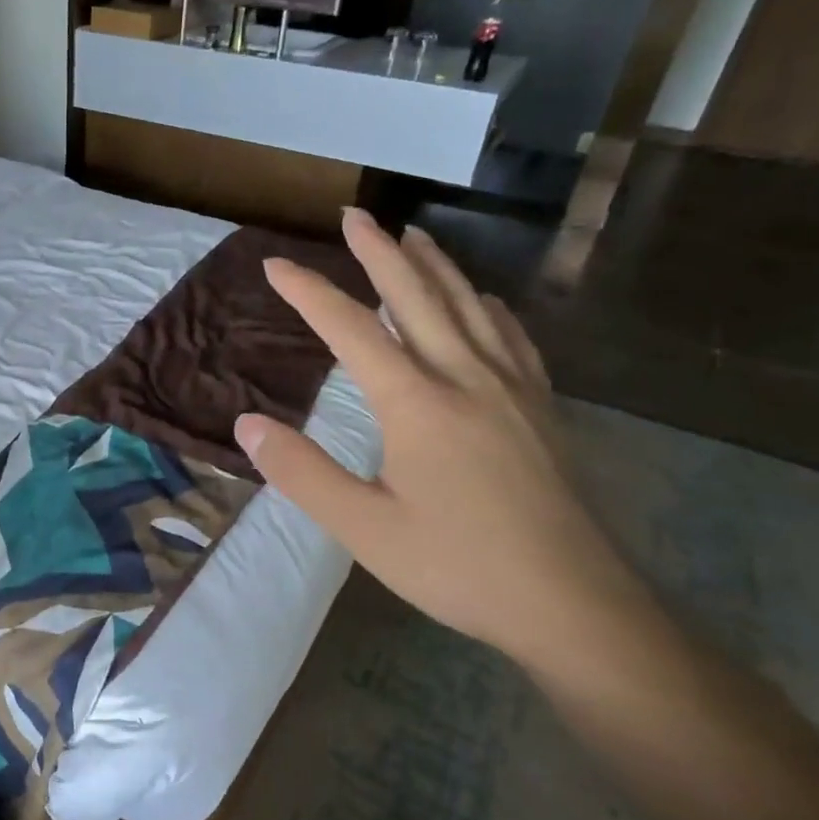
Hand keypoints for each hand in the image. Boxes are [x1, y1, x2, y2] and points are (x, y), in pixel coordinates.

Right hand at [235, 207, 651, 668]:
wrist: (571, 603)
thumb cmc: (457, 566)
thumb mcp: (363, 527)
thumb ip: (301, 472)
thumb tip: (247, 424)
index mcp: (416, 402)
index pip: (351, 329)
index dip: (309, 293)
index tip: (275, 264)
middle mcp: (465, 377)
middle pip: (417, 296)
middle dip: (379, 252)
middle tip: (353, 216)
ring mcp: (511, 388)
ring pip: (468, 306)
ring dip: (435, 265)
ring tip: (412, 235)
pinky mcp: (541, 408)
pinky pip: (510, 336)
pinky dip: (486, 306)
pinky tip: (484, 302)